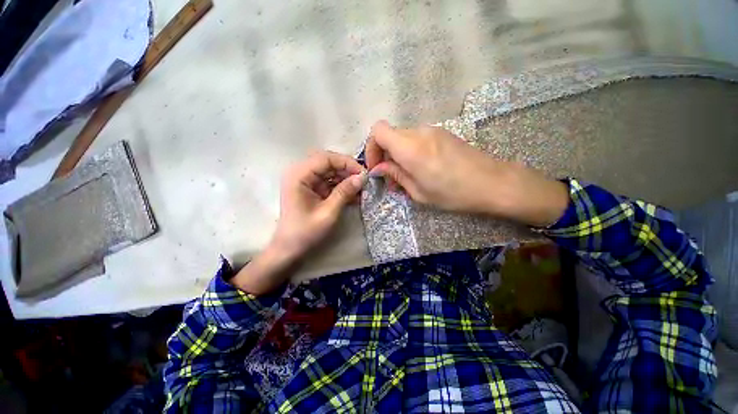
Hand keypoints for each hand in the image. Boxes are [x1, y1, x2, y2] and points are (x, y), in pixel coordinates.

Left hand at [232, 151, 365, 294]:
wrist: (289, 249)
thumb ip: (344, 193)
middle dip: (348, 171)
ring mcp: (306, 181)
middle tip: (364, 181)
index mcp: (299, 175)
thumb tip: (362, 178)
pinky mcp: (311, 189)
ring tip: (361, 189)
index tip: (363, 174)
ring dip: (346, 179)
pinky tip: (354, 195)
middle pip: (328, 163)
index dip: (347, 163)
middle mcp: (300, 173)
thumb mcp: (328, 213)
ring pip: (330, 172)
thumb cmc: (305, 232)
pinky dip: (342, 187)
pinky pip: (329, 182)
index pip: (326, 159)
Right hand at [365, 120, 568, 226]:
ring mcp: (433, 130)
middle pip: (390, 135)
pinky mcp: (442, 133)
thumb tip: (378, 169)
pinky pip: (417, 139)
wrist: (493, 183)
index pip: (378, 131)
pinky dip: (411, 152)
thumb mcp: (418, 192)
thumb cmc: (453, 193)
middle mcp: (419, 132)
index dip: (371, 148)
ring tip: (406, 177)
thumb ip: (395, 175)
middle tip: (390, 178)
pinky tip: (420, 169)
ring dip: (398, 155)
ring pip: (403, 138)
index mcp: (410, 148)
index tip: (376, 167)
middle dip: (384, 155)